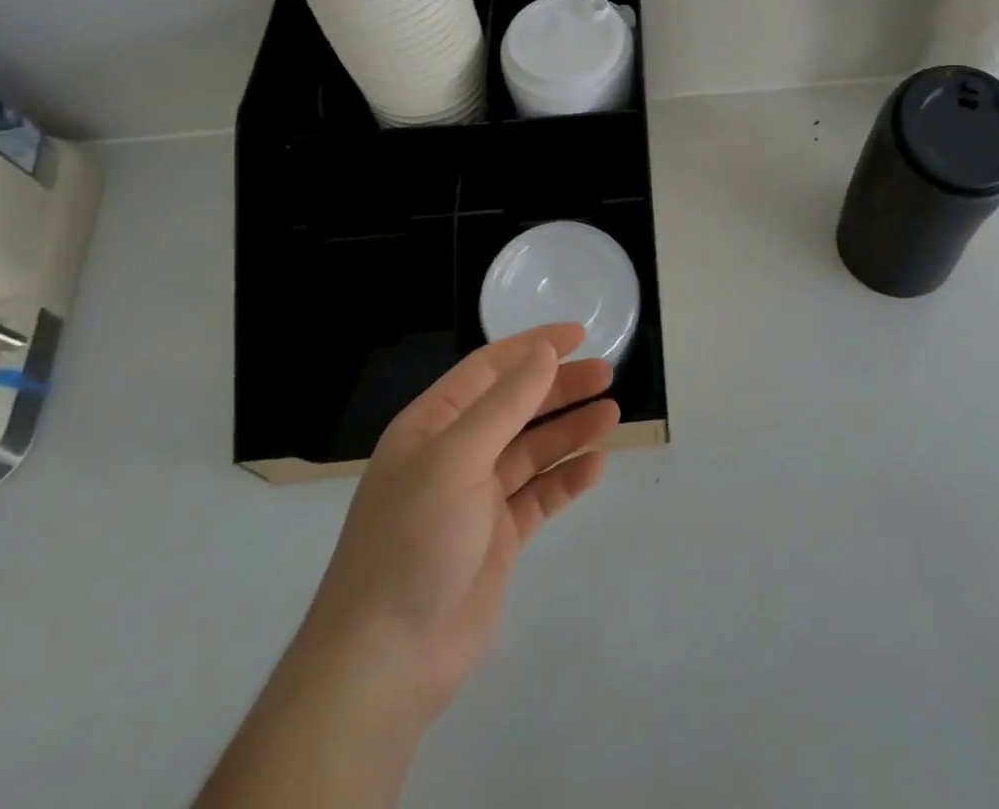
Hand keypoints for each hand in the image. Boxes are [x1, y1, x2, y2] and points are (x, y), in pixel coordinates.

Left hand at [304, 323, 619, 721]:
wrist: (386, 663)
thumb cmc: (413, 542)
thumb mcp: (456, 459)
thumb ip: (505, 404)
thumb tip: (544, 353)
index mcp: (432, 426)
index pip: (489, 369)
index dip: (533, 347)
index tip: (579, 335)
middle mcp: (454, 455)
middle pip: (516, 406)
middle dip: (560, 387)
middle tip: (607, 374)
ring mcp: (476, 499)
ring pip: (533, 449)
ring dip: (571, 430)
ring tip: (613, 414)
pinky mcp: (498, 538)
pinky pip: (540, 494)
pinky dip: (567, 478)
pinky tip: (596, 466)